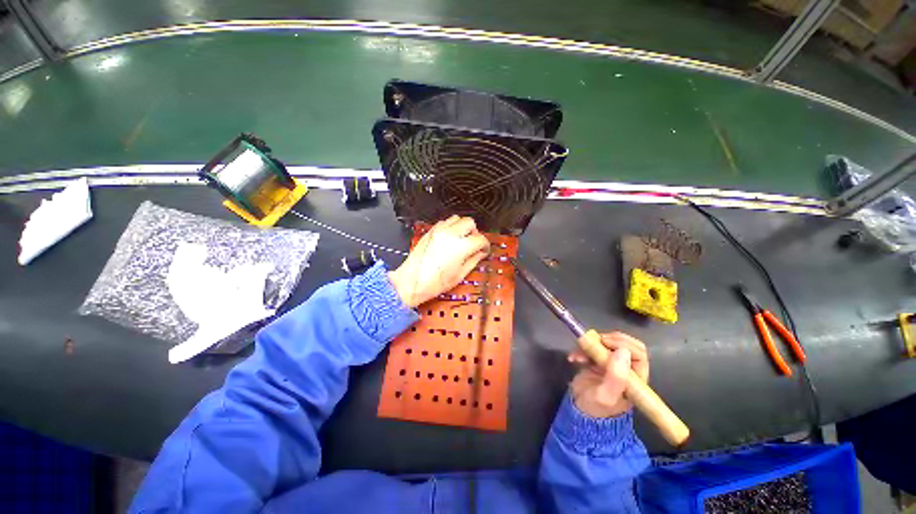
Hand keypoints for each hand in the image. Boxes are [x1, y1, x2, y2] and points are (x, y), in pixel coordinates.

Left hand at [389, 216, 489, 307]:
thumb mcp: (460, 275)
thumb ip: (473, 261)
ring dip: (462, 227)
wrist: (412, 281)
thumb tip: (480, 253)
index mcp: (461, 247)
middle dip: (475, 232)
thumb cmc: (434, 282)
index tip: (484, 250)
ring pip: (457, 218)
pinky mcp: (430, 232)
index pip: (480, 239)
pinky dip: (450, 227)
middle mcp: (450, 234)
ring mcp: (439, 231)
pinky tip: (449, 238)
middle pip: (470, 223)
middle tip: (473, 243)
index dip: (485, 245)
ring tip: (461, 239)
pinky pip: (444, 222)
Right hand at [567, 332, 648, 417]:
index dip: (623, 344)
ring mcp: (612, 363)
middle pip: (625, 344)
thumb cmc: (595, 408)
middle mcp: (626, 369)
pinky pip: (593, 346)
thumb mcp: (606, 396)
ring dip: (591, 344)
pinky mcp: (598, 360)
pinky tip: (574, 358)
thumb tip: (623, 351)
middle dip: (608, 340)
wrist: (579, 412)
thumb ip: (616, 377)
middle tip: (593, 342)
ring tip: (578, 354)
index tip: (604, 343)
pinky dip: (582, 348)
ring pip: (608, 342)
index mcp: (636, 379)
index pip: (638, 353)